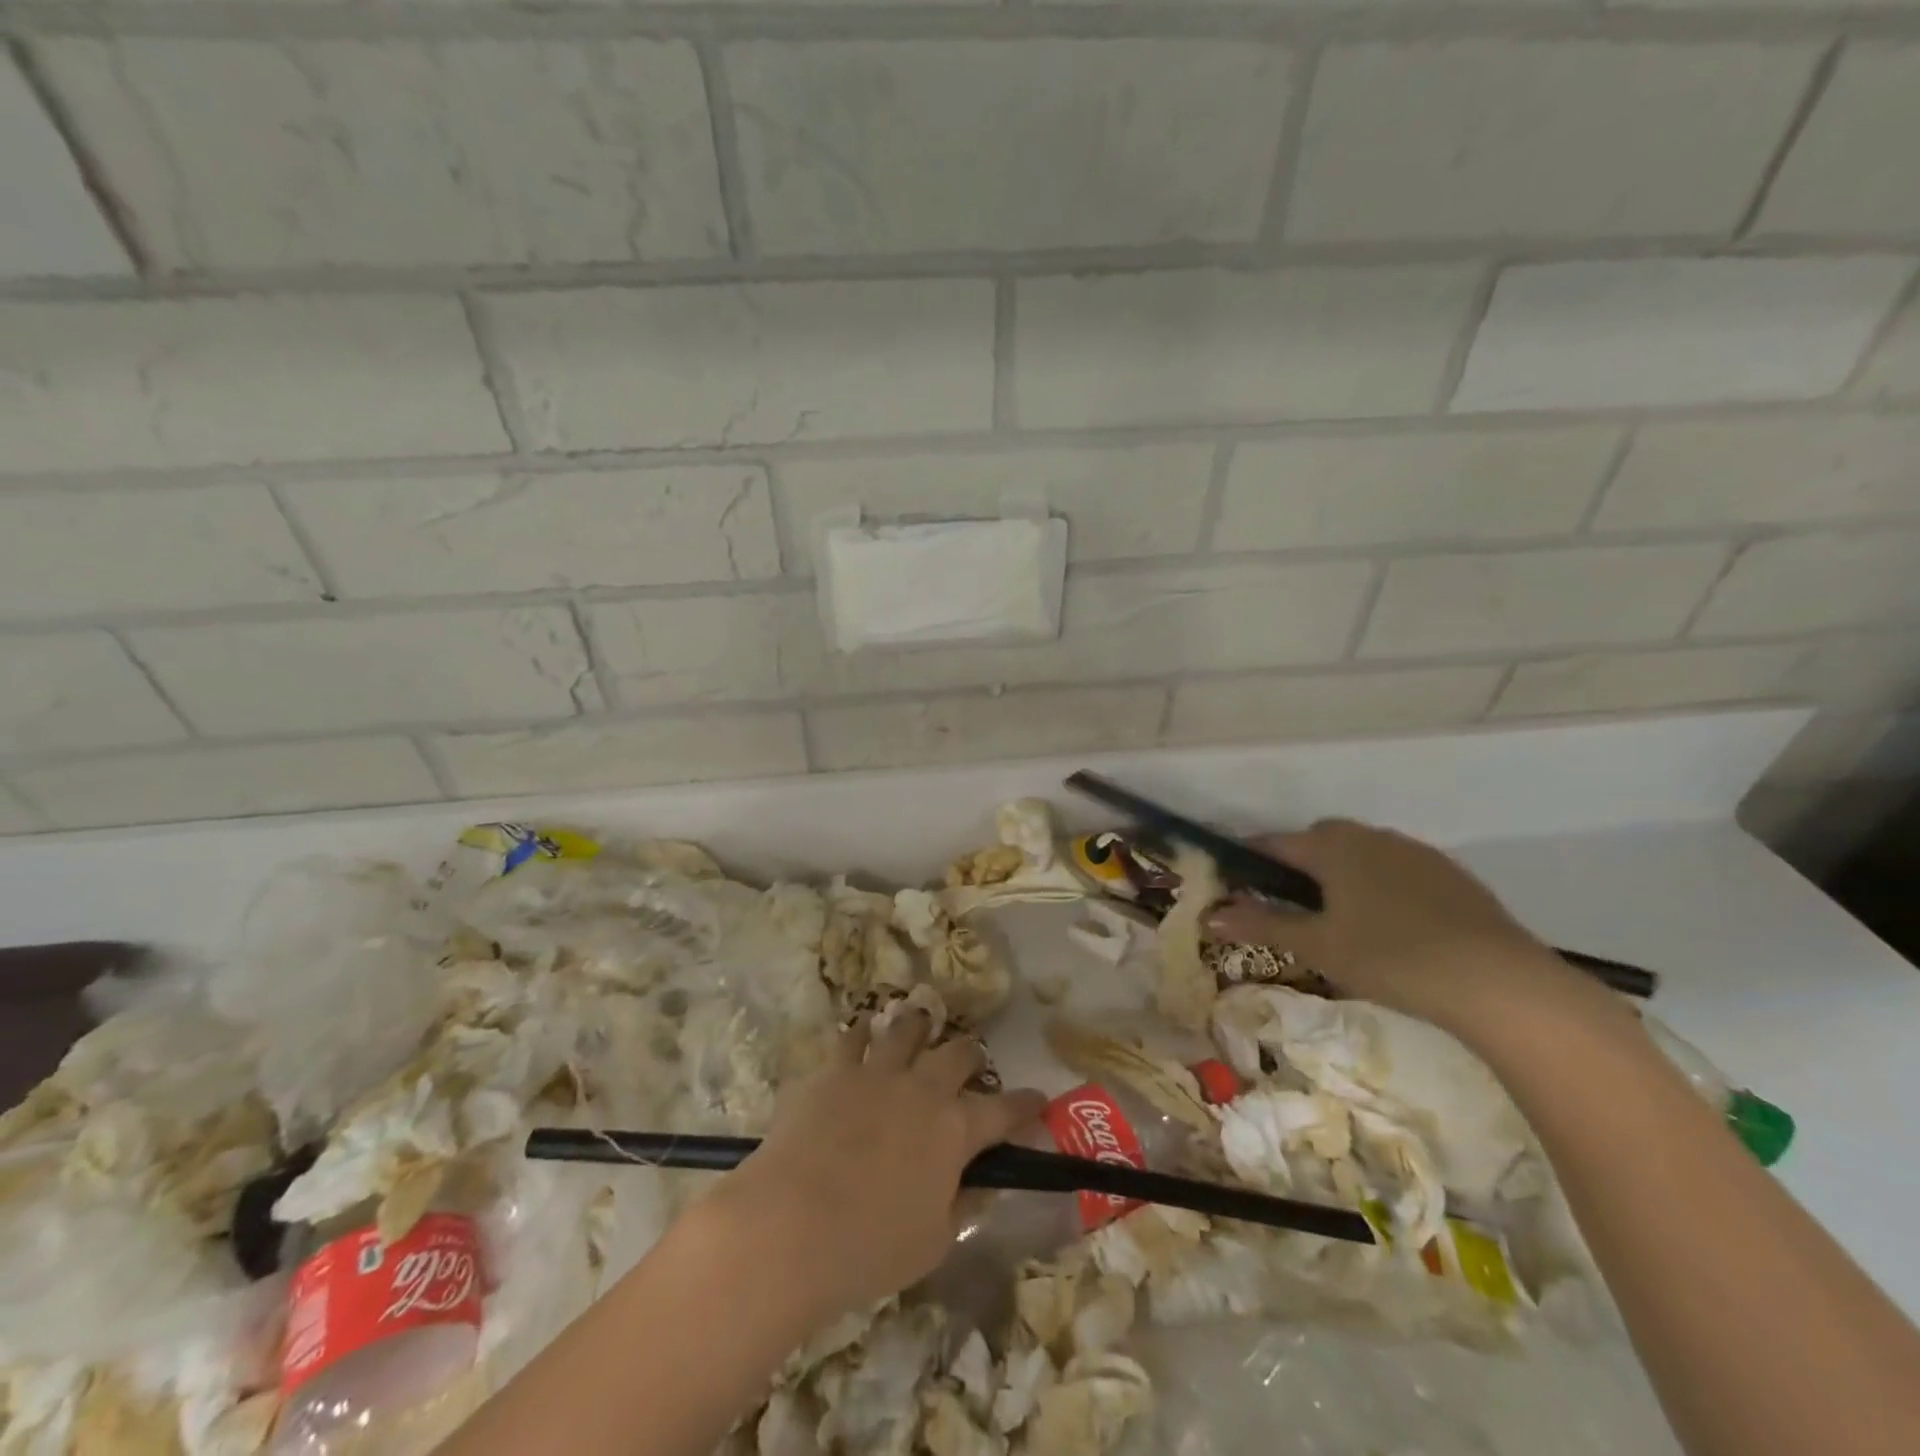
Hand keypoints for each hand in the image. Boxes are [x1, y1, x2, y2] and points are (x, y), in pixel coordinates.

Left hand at [704, 1012, 1046, 1322]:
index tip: (1037, 1099)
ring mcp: (876, 1072)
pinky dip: (861, 1034)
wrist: (793, 1223)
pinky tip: (861, 1035)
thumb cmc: (870, 1247)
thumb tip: (979, 1185)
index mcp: (955, 1130)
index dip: (1025, 1104)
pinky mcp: (834, 1070)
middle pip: (957, 1054)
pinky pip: (852, 1038)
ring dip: (918, 1025)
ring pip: (906, 1030)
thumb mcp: (933, 1241)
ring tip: (920, 1022)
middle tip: (970, 1061)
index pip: (1004, 1110)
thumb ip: (961, 1205)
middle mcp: (922, 1089)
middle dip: (970, 1055)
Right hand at [1207, 818, 1592, 1036]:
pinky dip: (1382, 886)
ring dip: (1343, 874)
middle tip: (1292, 908)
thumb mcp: (1317, 946)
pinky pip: (1398, 869)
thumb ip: (1261, 925)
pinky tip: (1393, 927)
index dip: (1250, 860)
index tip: (1237, 884)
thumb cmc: (1389, 957)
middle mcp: (1371, 836)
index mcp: (1333, 845)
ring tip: (1343, 920)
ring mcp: (1416, 852)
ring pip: (1362, 853)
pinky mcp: (1451, 875)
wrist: (1498, 982)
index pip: (1275, 842)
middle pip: (1320, 840)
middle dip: (1299, 865)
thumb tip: (1209, 915)